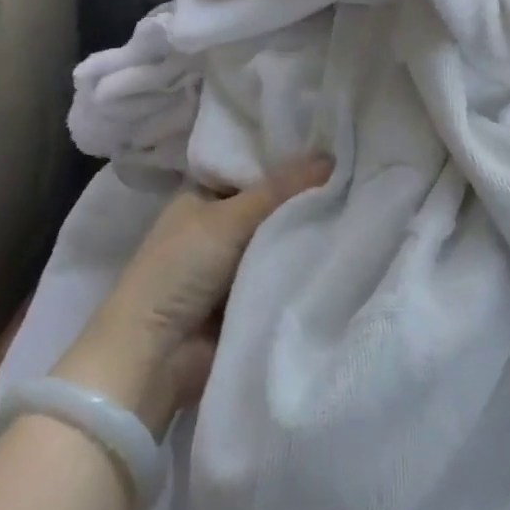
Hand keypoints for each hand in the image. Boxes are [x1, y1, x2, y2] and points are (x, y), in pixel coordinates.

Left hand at [54, 154, 331, 436]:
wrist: (153, 358)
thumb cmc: (180, 270)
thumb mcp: (229, 219)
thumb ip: (279, 190)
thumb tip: (331, 156)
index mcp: (202, 197)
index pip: (252, 170)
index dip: (287, 163)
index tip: (333, 151)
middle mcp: (216, 227)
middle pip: (269, 206)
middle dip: (303, 200)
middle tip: (353, 183)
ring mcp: (230, 266)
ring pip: (278, 241)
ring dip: (305, 236)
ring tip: (357, 215)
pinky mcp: (245, 300)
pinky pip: (280, 275)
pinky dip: (300, 269)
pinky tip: (340, 252)